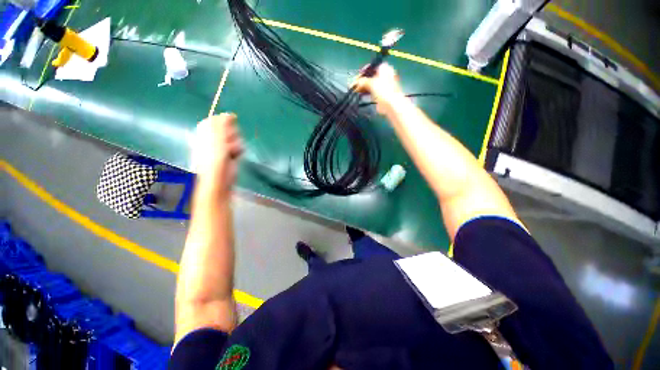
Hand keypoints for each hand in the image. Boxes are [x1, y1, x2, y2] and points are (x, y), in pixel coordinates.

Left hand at [189, 113, 243, 193]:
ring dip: (235, 143)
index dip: (223, 123)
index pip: (216, 119)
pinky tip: (235, 155)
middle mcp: (213, 137)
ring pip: (236, 137)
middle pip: (228, 128)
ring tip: (230, 151)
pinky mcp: (231, 153)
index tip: (227, 127)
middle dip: (230, 134)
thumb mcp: (216, 136)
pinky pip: (239, 145)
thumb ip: (222, 123)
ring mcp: (222, 146)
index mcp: (204, 131)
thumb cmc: (214, 157)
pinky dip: (239, 150)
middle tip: (226, 142)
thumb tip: (229, 114)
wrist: (220, 177)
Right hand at [353, 63, 404, 113]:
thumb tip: (355, 83)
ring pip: (369, 84)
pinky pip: (370, 91)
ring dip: (362, 87)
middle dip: (361, 80)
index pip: (371, 67)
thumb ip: (362, 81)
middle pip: (369, 76)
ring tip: (354, 90)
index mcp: (384, 68)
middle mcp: (383, 75)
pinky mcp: (379, 94)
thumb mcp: (372, 83)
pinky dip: (365, 92)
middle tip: (353, 85)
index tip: (356, 77)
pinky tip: (359, 94)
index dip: (363, 72)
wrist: (391, 105)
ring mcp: (382, 85)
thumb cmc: (384, 90)